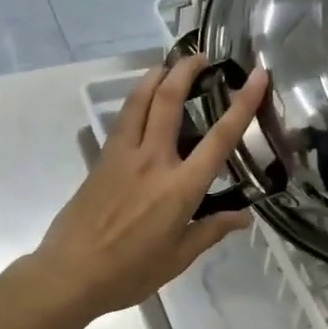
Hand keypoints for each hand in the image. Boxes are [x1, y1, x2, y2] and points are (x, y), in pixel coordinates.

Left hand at [30, 55, 268, 320]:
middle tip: (201, 55)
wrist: (70, 273)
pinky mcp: (101, 160)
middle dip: (186, 71)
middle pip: (170, 101)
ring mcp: (123, 156)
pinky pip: (123, 120)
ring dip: (156, 76)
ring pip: (140, 101)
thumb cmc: (129, 272)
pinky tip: (141, 101)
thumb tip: (242, 217)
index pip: (220, 138)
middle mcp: (153, 160)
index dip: (243, 103)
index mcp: (180, 187)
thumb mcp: (178, 258)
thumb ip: (210, 231)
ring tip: (168, 64)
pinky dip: (136, 100)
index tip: (257, 75)